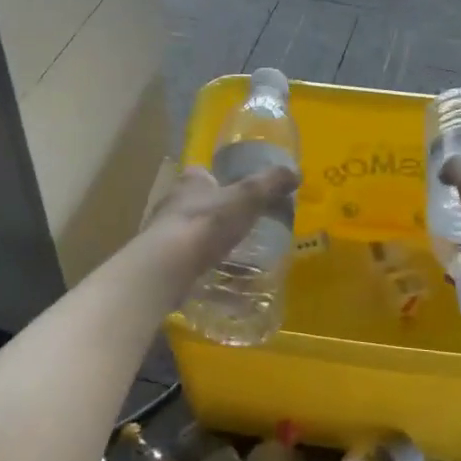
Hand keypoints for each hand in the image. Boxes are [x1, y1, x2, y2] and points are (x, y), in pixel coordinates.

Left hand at [140, 162, 298, 284]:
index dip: (219, 179)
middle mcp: (173, 204)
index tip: (238, 191)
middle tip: (244, 225)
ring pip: (192, 234)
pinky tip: (225, 286)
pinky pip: (190, 264)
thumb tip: (296, 173)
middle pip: (197, 203)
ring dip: (211, 243)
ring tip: (238, 257)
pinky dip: (207, 271)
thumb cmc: (207, 222)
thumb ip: (271, 183)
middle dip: (217, 213)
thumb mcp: (248, 197)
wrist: (168, 266)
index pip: (202, 173)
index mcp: (190, 182)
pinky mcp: (164, 264)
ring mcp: (165, 236)